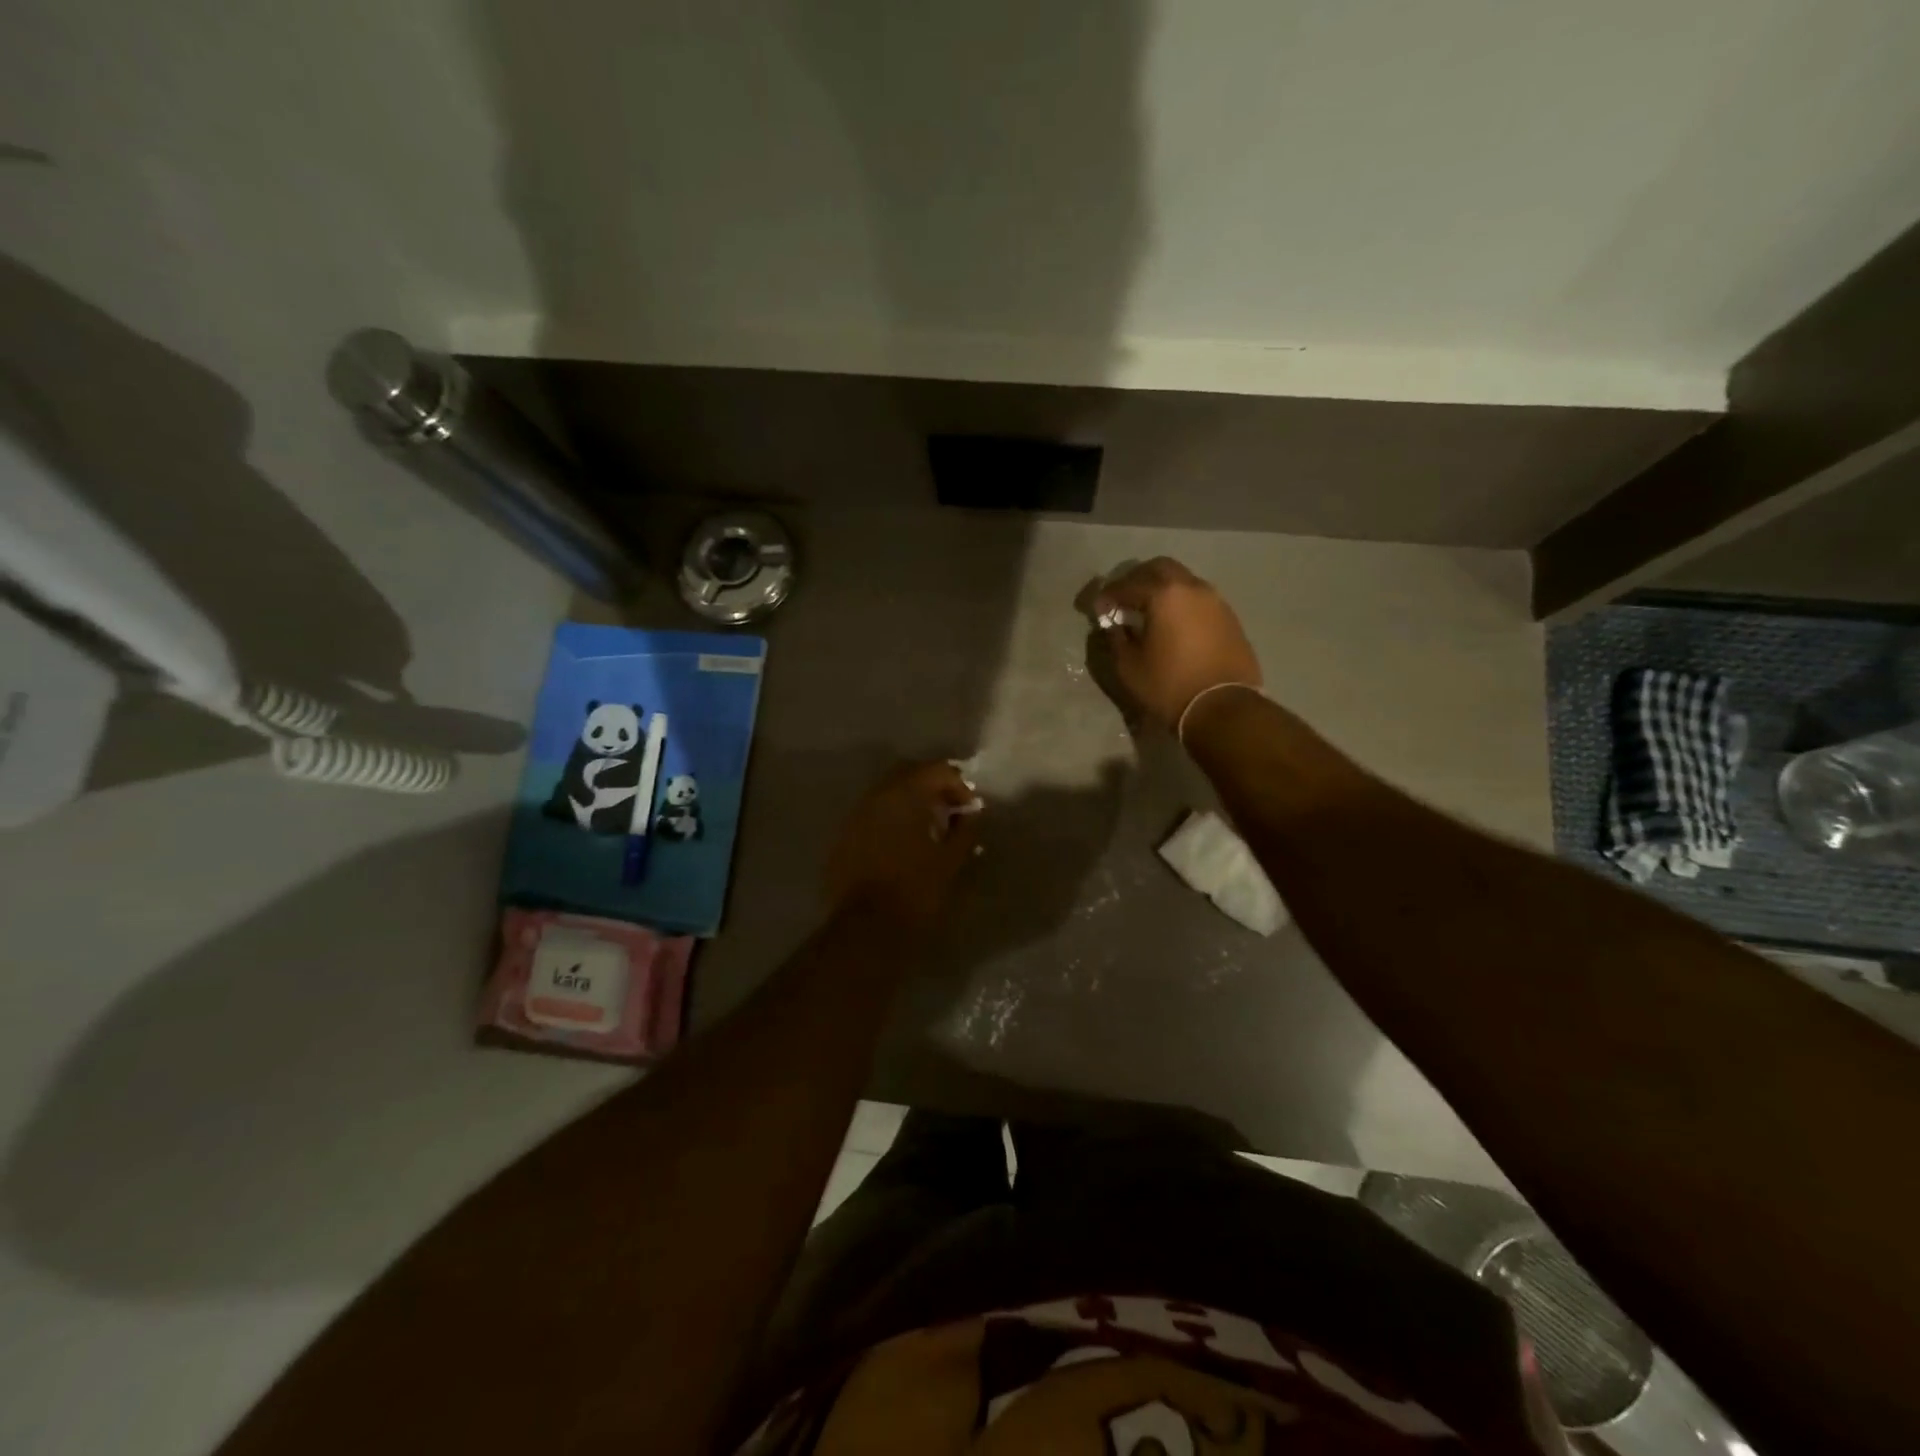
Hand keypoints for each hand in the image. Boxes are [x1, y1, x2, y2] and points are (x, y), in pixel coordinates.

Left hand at [825, 760, 982, 923]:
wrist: (866, 928)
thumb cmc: (916, 891)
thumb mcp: (951, 860)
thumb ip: (964, 831)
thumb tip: (970, 815)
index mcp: (905, 794)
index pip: (937, 769)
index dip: (959, 785)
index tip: (970, 810)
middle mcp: (876, 795)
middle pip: (908, 773)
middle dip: (932, 786)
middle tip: (950, 811)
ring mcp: (855, 815)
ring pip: (887, 793)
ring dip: (909, 802)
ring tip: (927, 828)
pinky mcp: (843, 836)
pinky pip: (871, 815)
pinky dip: (890, 819)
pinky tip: (901, 844)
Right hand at [1090, 557, 1261, 731]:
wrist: (1223, 707)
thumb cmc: (1169, 686)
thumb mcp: (1129, 667)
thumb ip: (1117, 639)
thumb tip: (1114, 626)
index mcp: (1164, 595)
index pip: (1127, 585)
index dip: (1108, 595)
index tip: (1098, 609)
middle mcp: (1192, 588)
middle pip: (1160, 568)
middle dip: (1137, 579)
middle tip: (1123, 600)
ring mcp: (1215, 600)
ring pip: (1183, 581)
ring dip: (1162, 589)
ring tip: (1148, 612)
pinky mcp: (1229, 617)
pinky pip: (1199, 599)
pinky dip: (1181, 603)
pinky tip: (1173, 624)